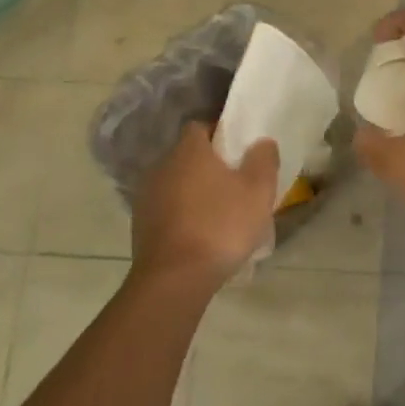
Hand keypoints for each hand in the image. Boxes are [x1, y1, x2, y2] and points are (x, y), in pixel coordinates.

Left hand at [132, 122, 278, 292]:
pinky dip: (184, 214)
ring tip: (221, 211)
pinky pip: (169, 209)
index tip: (240, 150)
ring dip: (196, 191)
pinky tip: (203, 234)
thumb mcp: (258, 190)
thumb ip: (263, 159)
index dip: (221, 133)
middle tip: (237, 182)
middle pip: (188, 155)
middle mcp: (162, 167)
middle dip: (210, 165)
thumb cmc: (220, 225)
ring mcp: (147, 197)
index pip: (201, 126)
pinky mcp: (141, 226)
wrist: (174, 279)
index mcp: (188, 151)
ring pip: (178, 183)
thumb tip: (262, 142)